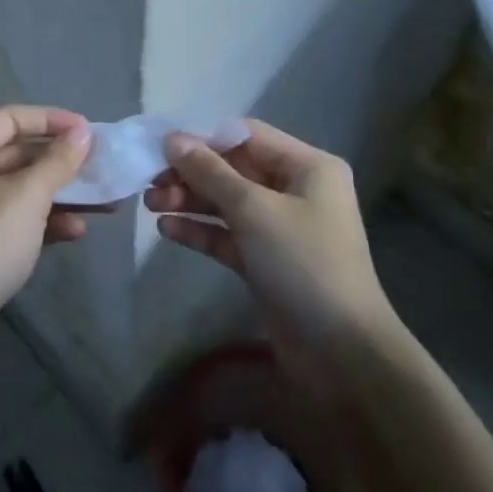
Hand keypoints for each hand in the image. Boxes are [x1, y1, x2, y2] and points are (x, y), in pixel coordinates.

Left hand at [0, 105, 93, 361]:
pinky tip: (76, 232)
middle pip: (18, 153)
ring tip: (103, 203)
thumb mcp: (27, 197)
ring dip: (59, 194)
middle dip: (61, 162)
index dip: (52, 120)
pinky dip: (43, 222)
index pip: (12, 117)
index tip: (89, 131)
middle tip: (101, 167)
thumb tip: (83, 132)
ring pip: (20, 190)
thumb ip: (58, 162)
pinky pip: (14, 220)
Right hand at [145, 119, 400, 349]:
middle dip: (191, 173)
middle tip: (149, 181)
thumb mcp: (254, 210)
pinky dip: (200, 231)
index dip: (204, 138)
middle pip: (233, 169)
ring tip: (150, 205)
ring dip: (189, 201)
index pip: (247, 136)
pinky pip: (227, 235)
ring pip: (226, 203)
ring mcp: (280, 228)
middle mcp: (295, 191)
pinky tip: (168, 230)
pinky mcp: (265, 262)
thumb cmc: (304, 264)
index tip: (162, 145)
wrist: (342, 354)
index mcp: (307, 167)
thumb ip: (210, 172)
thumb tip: (172, 139)